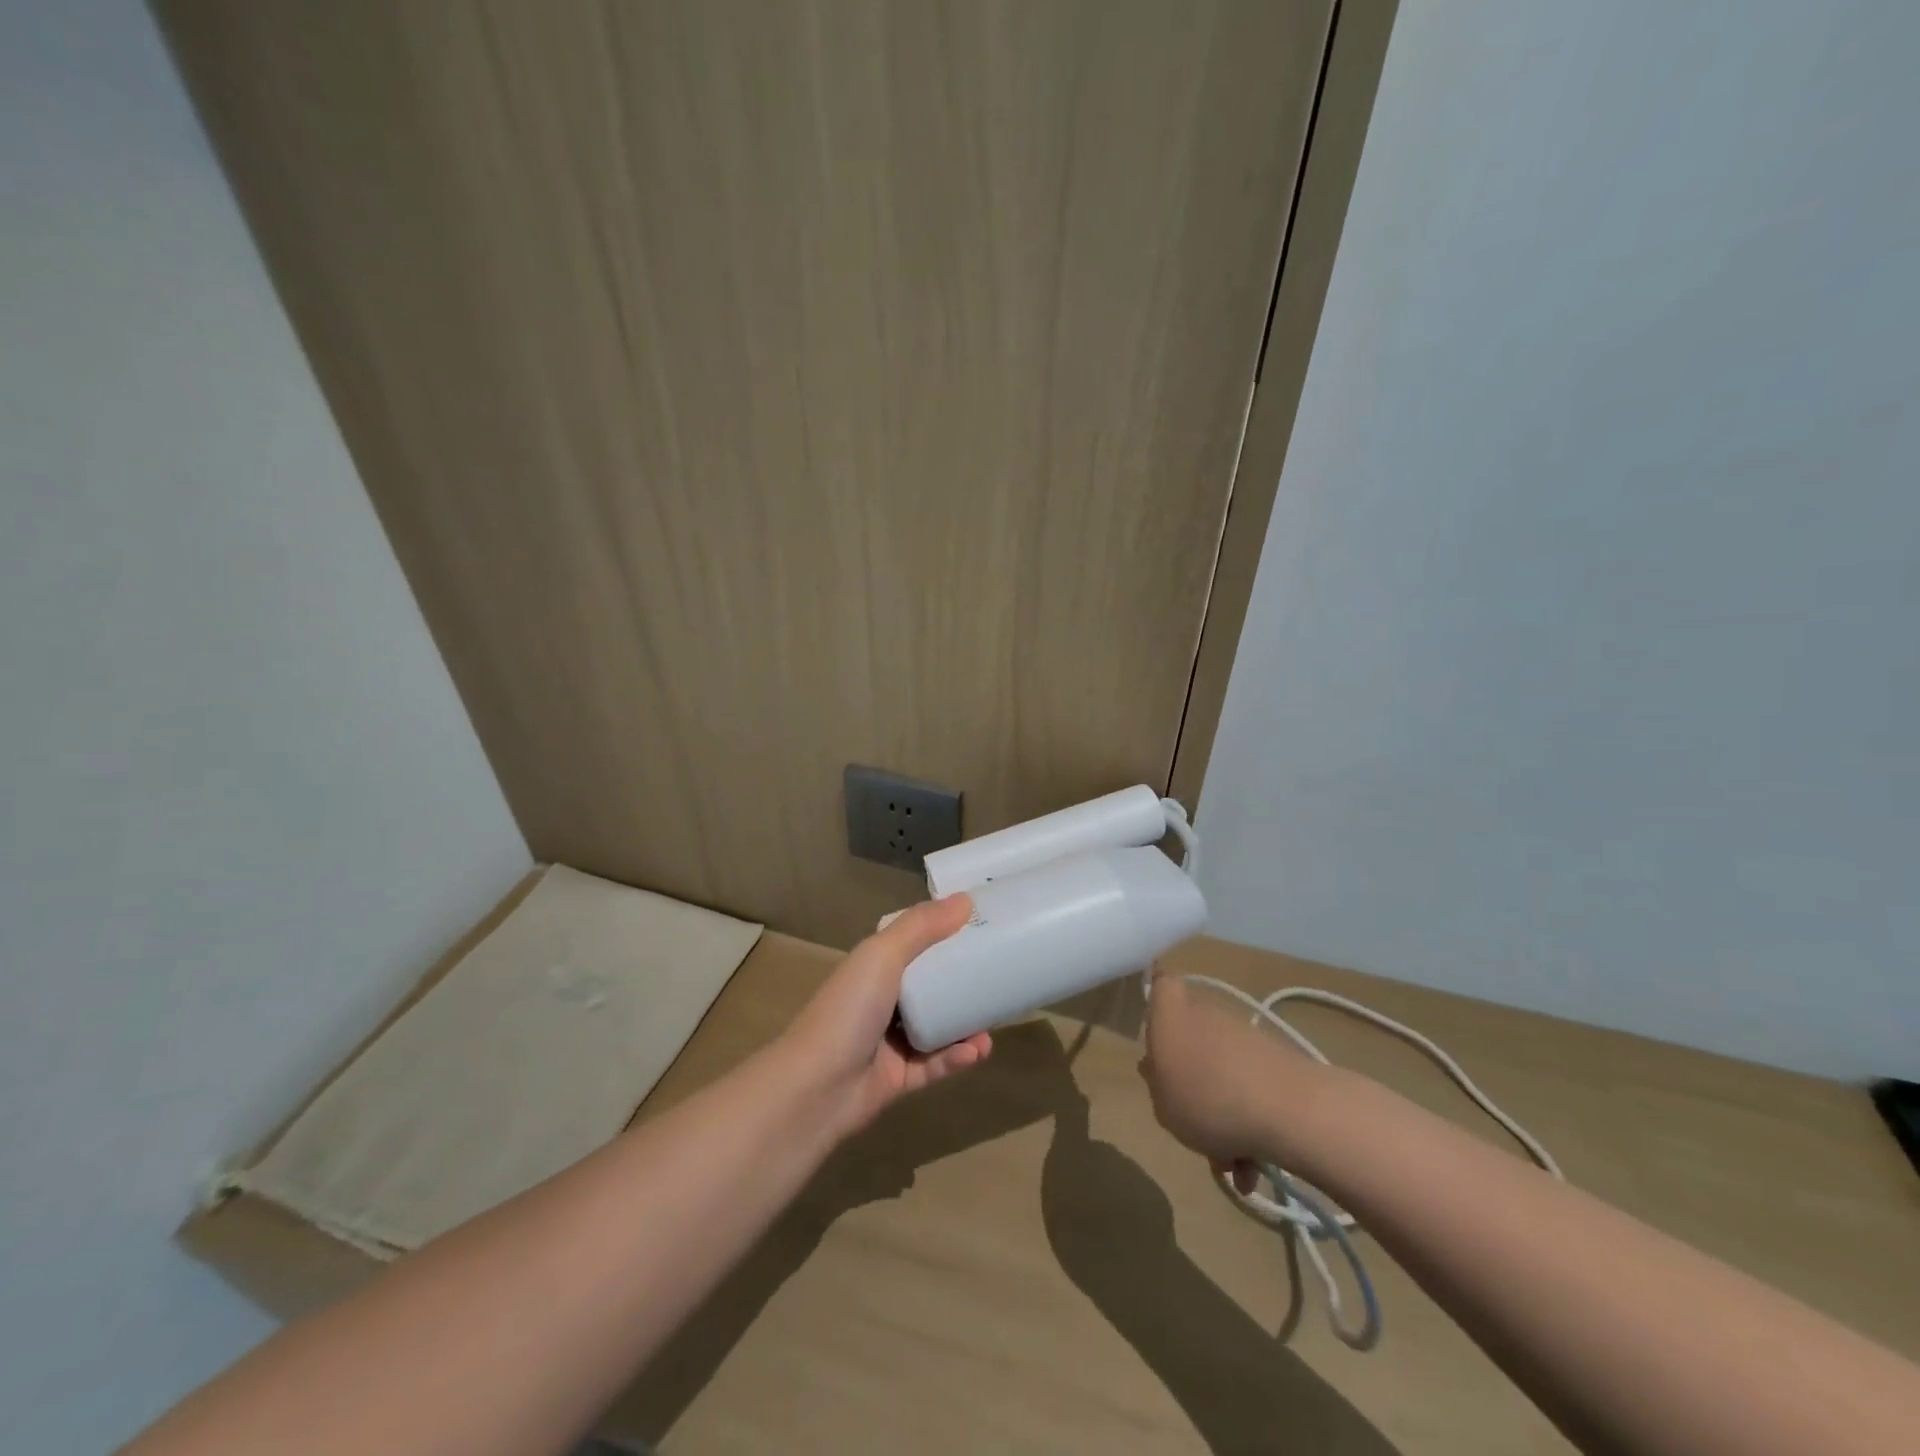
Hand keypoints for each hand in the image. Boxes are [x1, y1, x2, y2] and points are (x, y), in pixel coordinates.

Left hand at [782, 895, 992, 1136]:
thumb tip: (965, 900)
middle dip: (964, 982)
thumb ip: (921, 927)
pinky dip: (956, 1057)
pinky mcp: (899, 1078)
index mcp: (874, 966)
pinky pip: (935, 1063)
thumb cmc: (848, 1010)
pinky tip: (977, 1051)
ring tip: (992, 1025)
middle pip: (930, 985)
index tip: (982, 926)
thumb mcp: (882, 956)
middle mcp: (882, 999)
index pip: (914, 943)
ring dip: (966, 1024)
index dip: (944, 933)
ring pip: (938, 1027)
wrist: (815, 1089)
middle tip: (999, 977)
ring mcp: (890, 1041)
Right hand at [1139, 974, 1306, 1190]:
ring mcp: (1244, 1035)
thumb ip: (1156, 1084)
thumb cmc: (1207, 1100)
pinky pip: (1249, 1089)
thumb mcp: (1162, 1105)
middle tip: (1190, 1121)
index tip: (1156, 1022)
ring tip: (1230, 1163)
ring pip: (1221, 1071)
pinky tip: (1253, 1167)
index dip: (1158, 995)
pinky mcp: (1276, 1059)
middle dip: (1190, 1080)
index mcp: (1171, 1015)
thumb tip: (1157, 1067)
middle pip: (1191, 1037)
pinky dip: (1249, 1123)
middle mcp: (1206, 1015)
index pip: (1161, 983)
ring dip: (1222, 1114)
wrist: (1288, 1110)